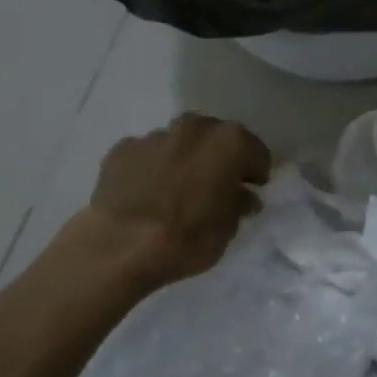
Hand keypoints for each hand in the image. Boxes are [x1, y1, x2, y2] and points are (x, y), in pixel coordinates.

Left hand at [78, 114, 270, 286]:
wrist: (119, 248)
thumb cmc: (187, 238)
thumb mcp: (228, 230)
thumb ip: (238, 205)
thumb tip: (242, 196)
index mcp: (229, 142)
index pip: (256, 151)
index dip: (255, 172)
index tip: (251, 190)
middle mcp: (194, 128)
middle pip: (216, 137)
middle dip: (219, 157)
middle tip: (216, 186)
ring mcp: (154, 136)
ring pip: (179, 142)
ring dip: (184, 159)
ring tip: (177, 190)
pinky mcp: (121, 150)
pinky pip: (147, 155)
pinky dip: (152, 168)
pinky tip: (146, 193)